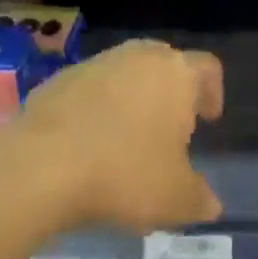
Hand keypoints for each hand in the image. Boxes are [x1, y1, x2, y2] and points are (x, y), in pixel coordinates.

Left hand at [4, 40, 223, 234]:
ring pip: (128, 72)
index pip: (208, 67)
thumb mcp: (175, 199)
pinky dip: (99, 106)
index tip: (208, 118)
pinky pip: (94, 87)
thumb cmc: (124, 173)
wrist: (45, 161)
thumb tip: (211, 203)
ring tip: (128, 138)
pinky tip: (91, 141)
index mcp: (177, 74)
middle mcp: (141, 55)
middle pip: (166, 63)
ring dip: (134, 98)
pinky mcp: (65, 75)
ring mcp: (100, 61)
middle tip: (170, 128)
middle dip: (172, 92)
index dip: (213, 91)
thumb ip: (200, 198)